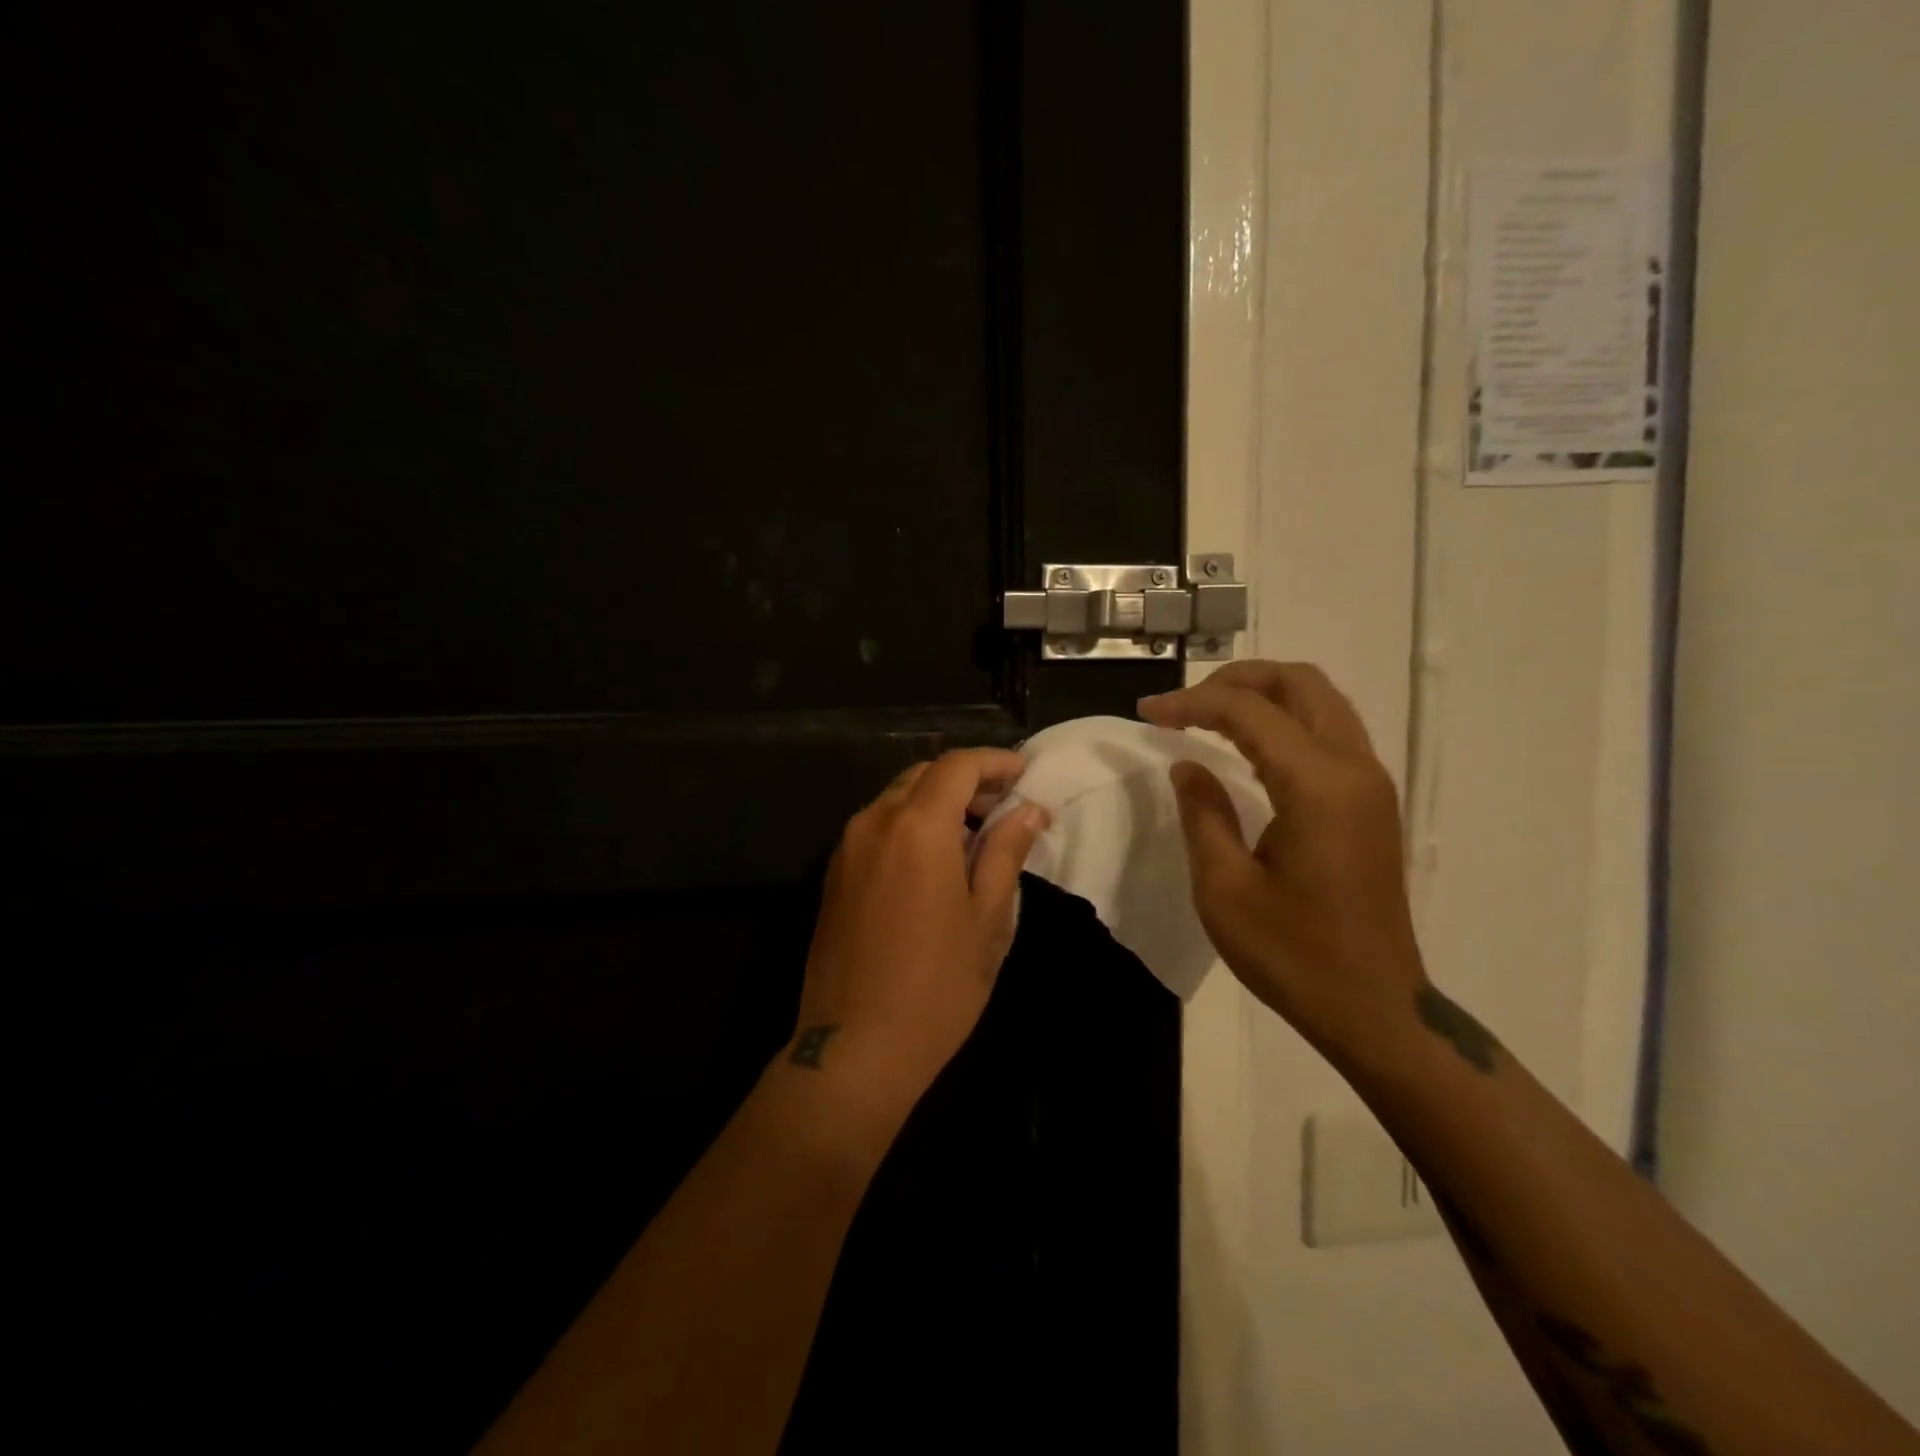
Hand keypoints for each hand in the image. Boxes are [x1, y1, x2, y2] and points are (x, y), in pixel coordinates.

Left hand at [783, 748, 1048, 1128]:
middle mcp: (874, 822)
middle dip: (966, 780)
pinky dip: (909, 824)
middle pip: (923, 775)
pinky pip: (876, 827)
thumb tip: (1029, 810)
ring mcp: (846, 847)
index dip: (994, 761)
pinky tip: (932, 861)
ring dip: (936, 802)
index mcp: (917, 827)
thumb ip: (1006, 852)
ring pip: (897, 799)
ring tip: (972, 836)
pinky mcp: (833, 873)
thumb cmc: (937, 987)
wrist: (853, 1049)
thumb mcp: (987, 919)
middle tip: (1003, 807)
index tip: (1024, 774)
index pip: (957, 766)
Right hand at [1139, 661, 1424, 1065]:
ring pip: (1320, 702)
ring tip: (1208, 715)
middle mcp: (1354, 768)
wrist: (1375, 1009)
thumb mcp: (1224, 888)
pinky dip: (1284, 721)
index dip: (1191, 703)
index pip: (1249, 711)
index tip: (1146, 713)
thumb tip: (1187, 766)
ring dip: (1263, 695)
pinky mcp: (1372, 802)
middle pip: (1299, 683)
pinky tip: (1246, 747)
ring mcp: (1370, 783)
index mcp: (1317, 785)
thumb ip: (1203, 813)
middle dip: (1236, 679)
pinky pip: (1328, 732)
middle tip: (1184, 704)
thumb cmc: (1293, 954)